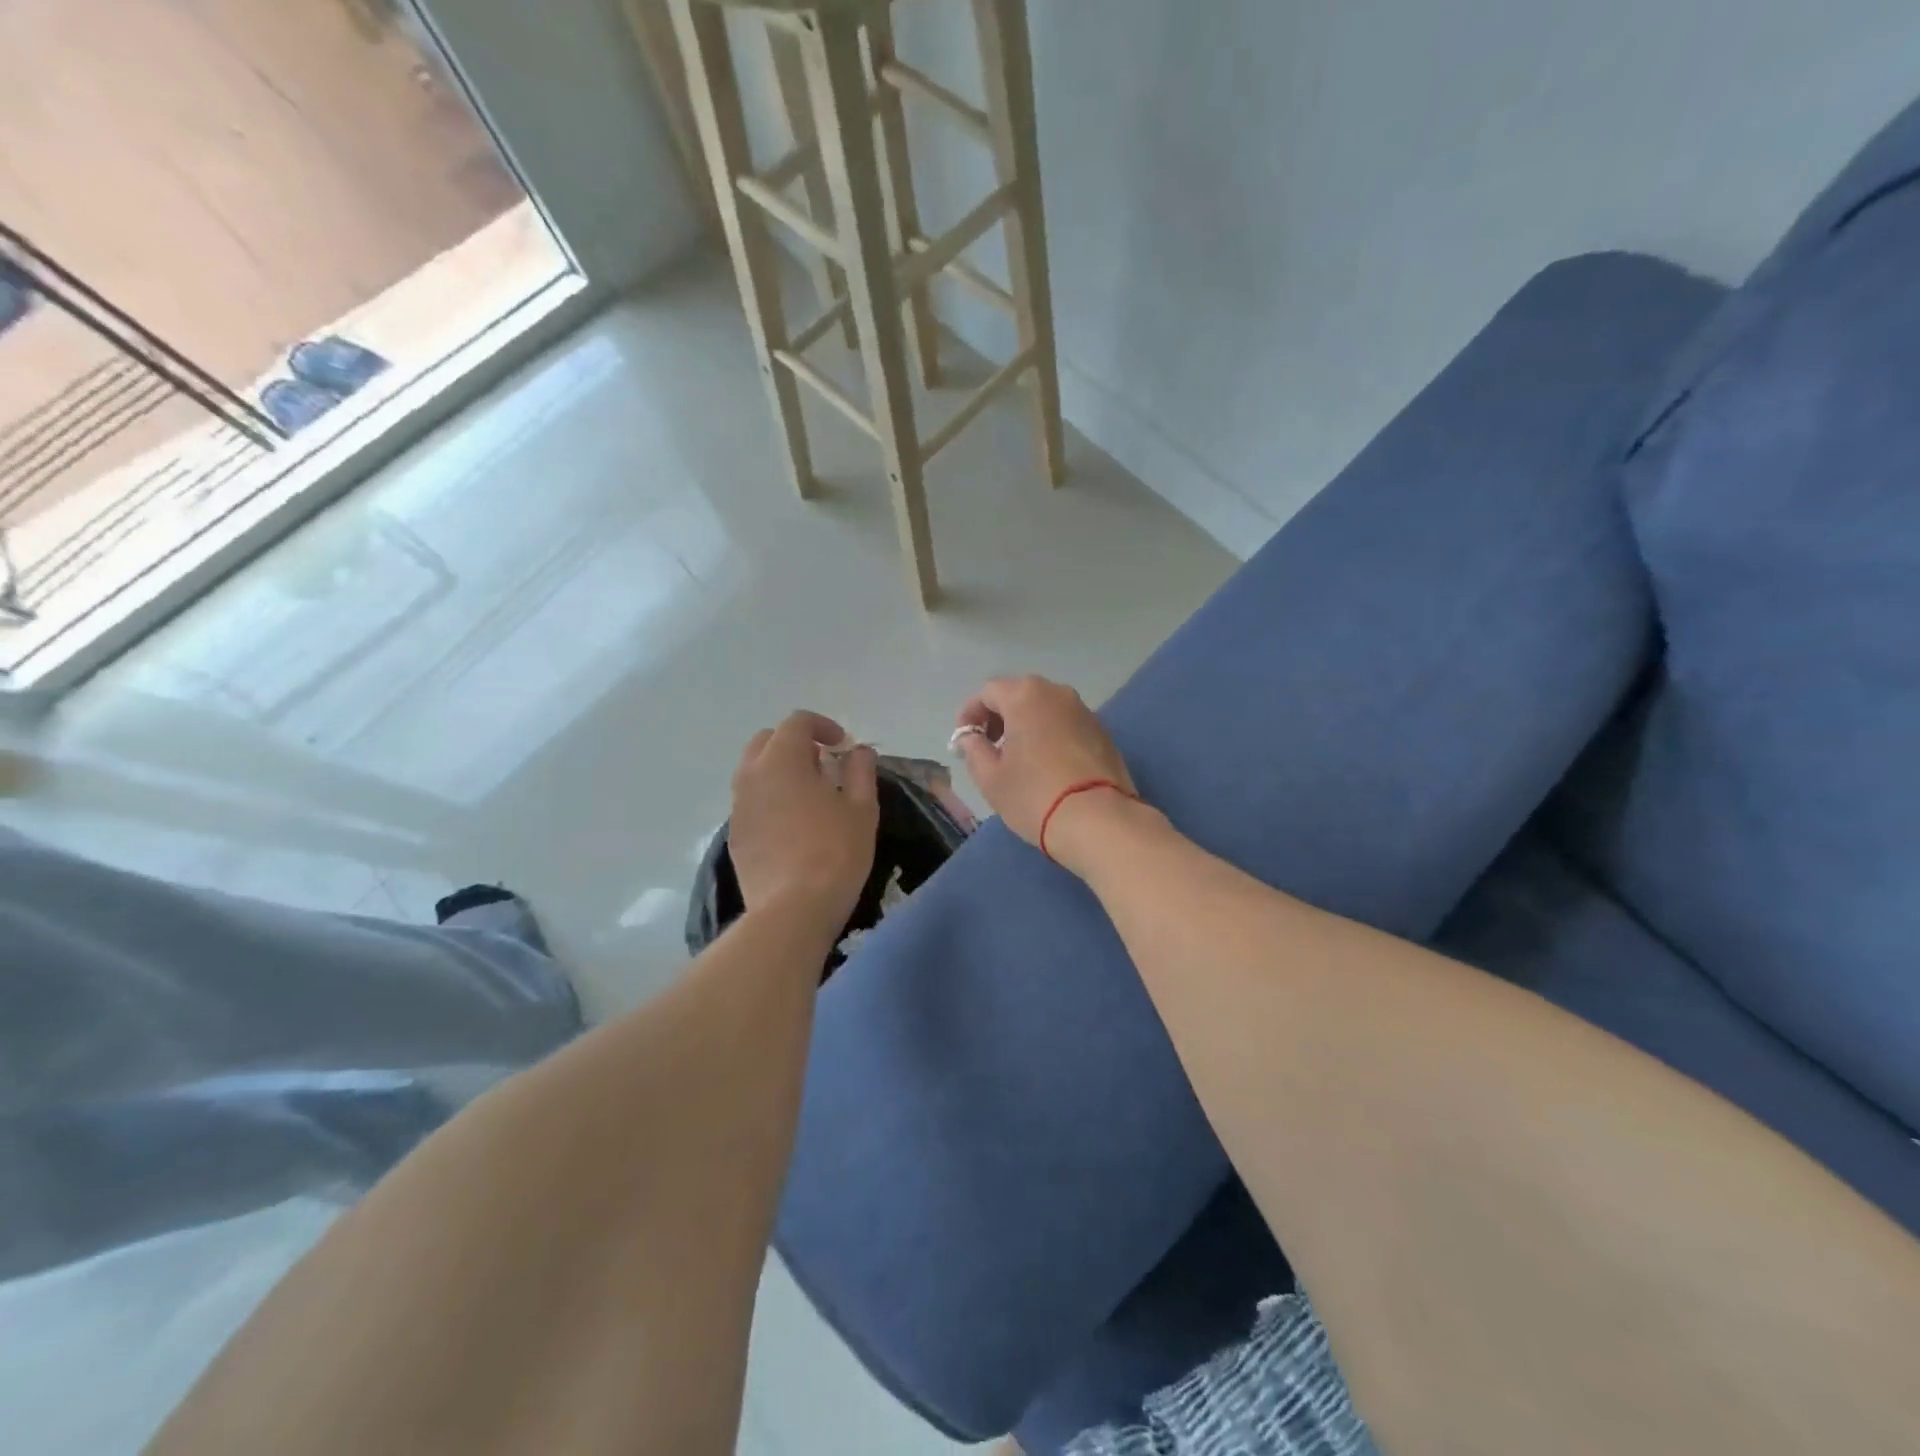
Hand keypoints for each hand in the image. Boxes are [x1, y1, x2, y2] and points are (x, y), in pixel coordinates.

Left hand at [730, 711, 877, 930]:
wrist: (792, 910)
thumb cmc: (835, 852)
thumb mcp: (862, 807)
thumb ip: (860, 769)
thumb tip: (858, 750)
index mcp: (781, 760)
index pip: (797, 722)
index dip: (823, 726)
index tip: (843, 746)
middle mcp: (751, 776)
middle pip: (767, 741)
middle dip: (795, 744)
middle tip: (824, 765)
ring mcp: (738, 807)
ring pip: (755, 772)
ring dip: (780, 771)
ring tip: (810, 796)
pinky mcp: (735, 835)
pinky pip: (751, 802)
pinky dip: (771, 799)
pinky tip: (793, 826)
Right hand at [953, 676, 1142, 866]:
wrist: (1098, 821)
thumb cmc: (1034, 795)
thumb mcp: (990, 777)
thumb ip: (973, 749)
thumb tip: (971, 737)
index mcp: (1025, 696)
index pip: (987, 692)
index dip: (970, 714)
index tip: (964, 741)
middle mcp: (1057, 693)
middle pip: (1018, 694)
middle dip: (999, 717)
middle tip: (989, 747)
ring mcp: (1084, 711)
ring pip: (1044, 708)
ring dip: (1025, 725)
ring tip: (1017, 759)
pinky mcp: (1103, 732)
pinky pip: (1065, 724)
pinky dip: (1049, 735)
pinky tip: (1046, 765)